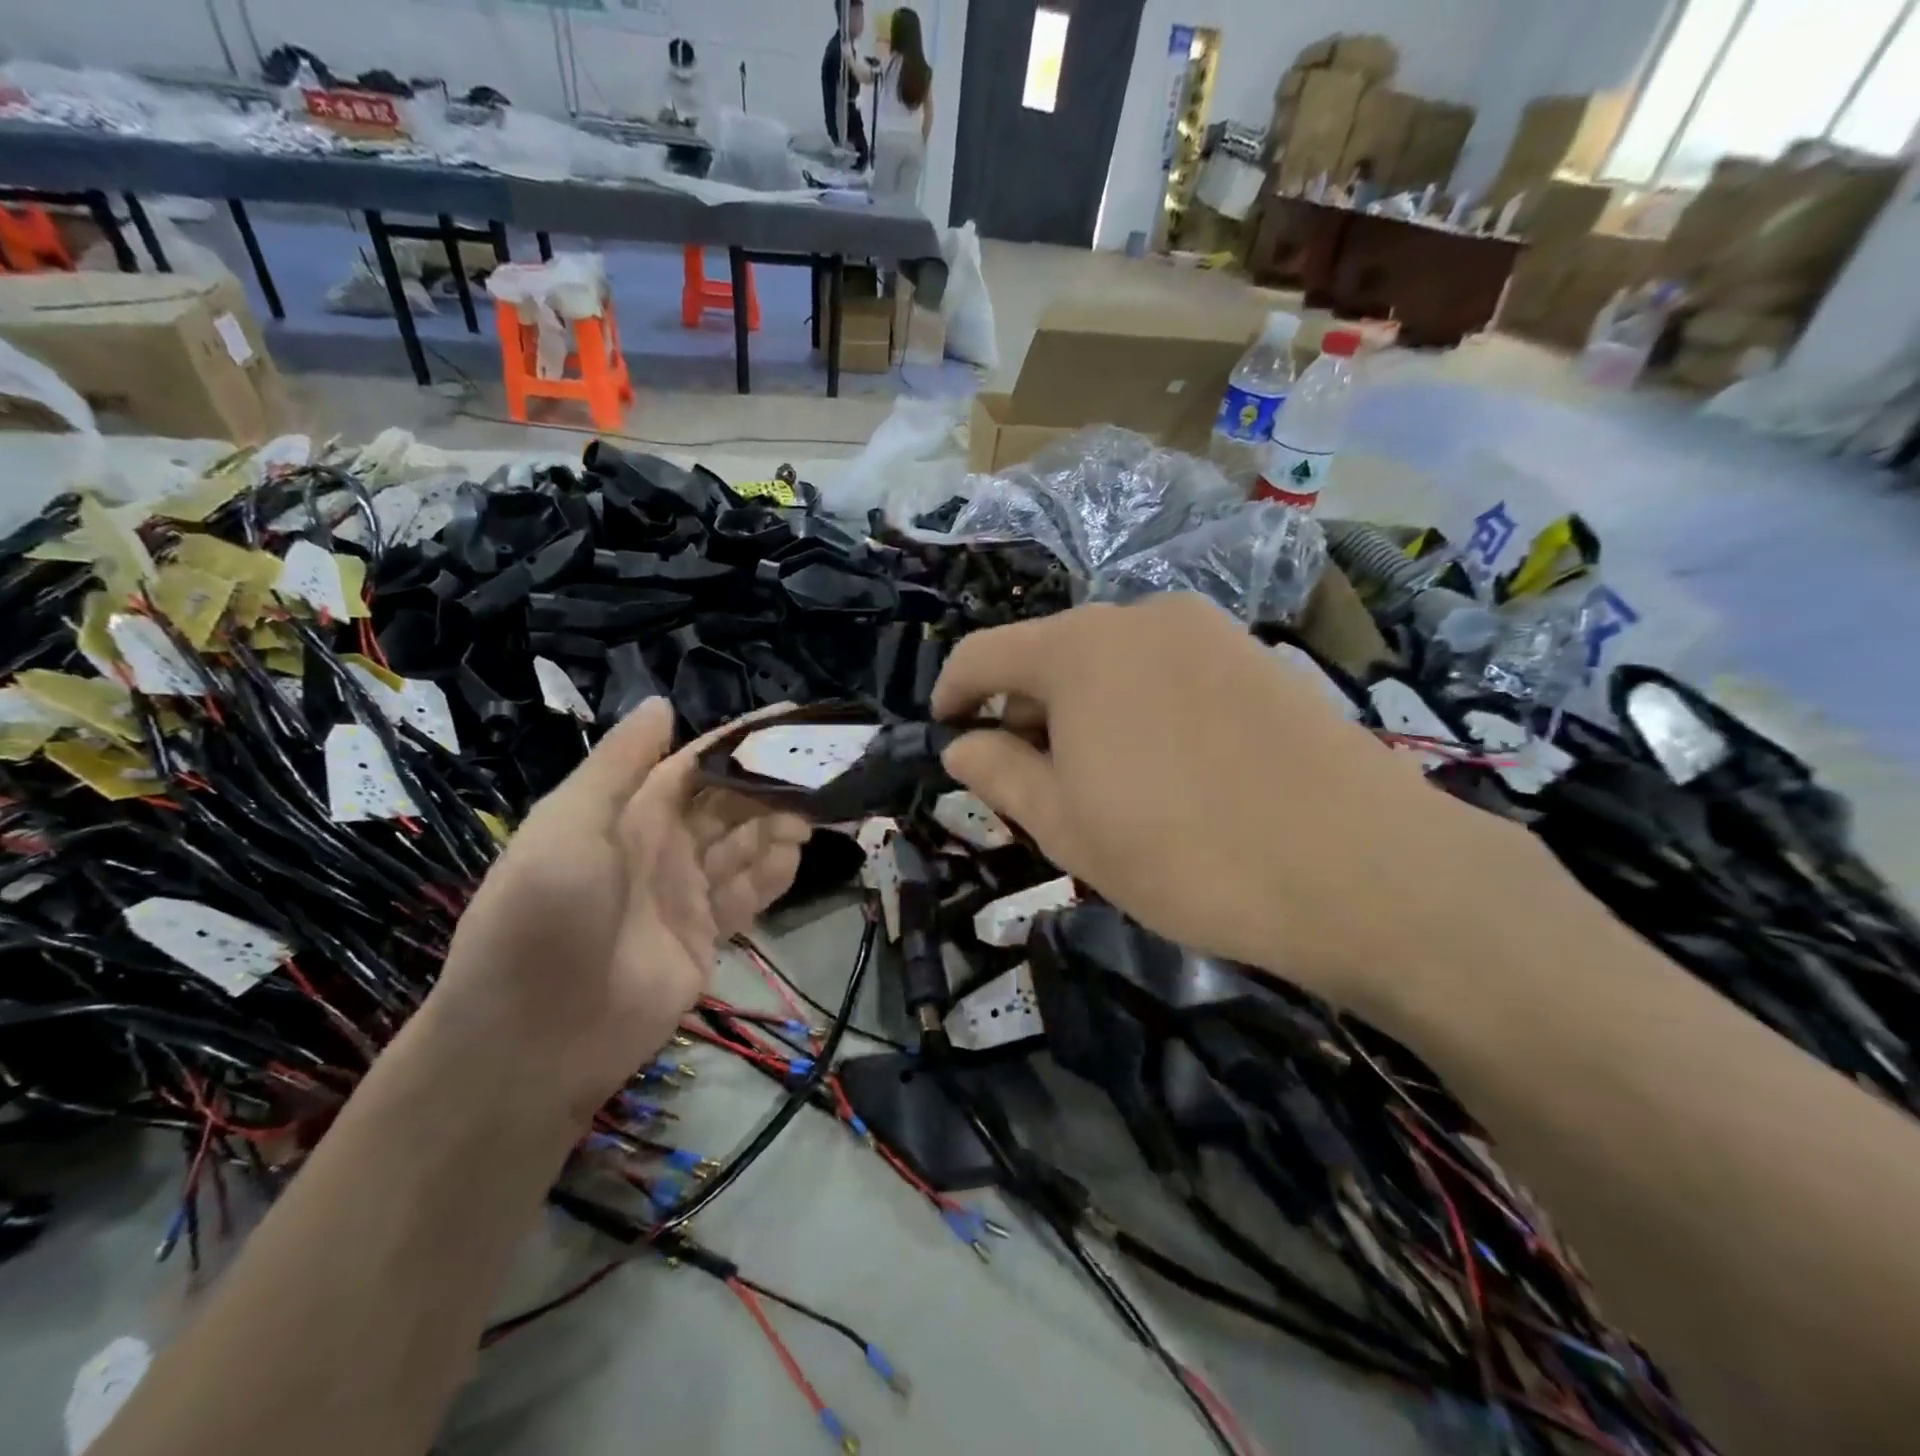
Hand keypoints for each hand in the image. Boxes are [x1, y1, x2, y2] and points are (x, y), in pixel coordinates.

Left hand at [431, 699, 810, 1122]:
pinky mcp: (705, 938)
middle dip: (770, 787)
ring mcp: (686, 894)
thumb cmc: (543, 916)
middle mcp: (663, 847)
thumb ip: (619, 766)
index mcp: (630, 814)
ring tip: (811, 816)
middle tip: (819, 774)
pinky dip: (773, 874)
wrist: (533, 1039)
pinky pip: (748, 896)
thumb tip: (663, 702)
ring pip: (746, 847)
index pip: (697, 764)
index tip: (790, 722)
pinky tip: (795, 856)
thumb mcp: (569, 826)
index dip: (741, 742)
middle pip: (730, 805)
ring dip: (778, 828)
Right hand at [932, 595, 1549, 1027]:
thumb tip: (962, 744)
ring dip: (1083, 713)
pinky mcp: (1255, 655)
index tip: (947, 734)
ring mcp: (1206, 630)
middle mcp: (1140, 616)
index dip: (953, 694)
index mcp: (1080, 649)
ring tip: (1102, 784)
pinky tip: (1166, 769)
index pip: (984, 655)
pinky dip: (1138, 708)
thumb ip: (1000, 774)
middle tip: (1030, 785)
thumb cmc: (1185, 852)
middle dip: (1025, 713)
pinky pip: (1166, 671)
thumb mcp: (1067, 826)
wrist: (1361, 867)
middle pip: (1051, 656)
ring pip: (1111, 664)